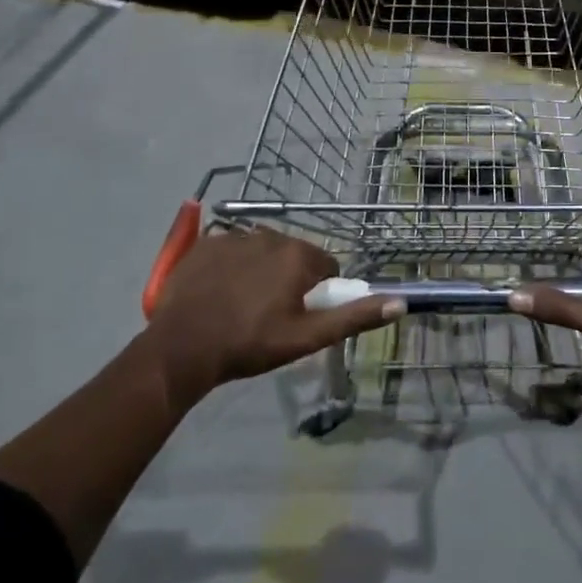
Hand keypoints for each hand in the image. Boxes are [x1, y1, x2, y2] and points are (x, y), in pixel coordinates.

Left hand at [136, 229, 400, 405]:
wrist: (181, 347)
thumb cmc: (250, 343)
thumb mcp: (307, 337)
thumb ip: (354, 317)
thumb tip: (400, 302)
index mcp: (299, 256)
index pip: (327, 266)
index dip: (319, 292)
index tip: (301, 315)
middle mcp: (270, 235)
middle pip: (294, 256)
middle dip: (289, 279)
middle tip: (271, 314)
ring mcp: (234, 236)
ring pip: (262, 251)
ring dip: (261, 271)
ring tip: (242, 305)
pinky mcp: (204, 244)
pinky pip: (230, 250)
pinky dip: (231, 266)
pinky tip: (218, 293)